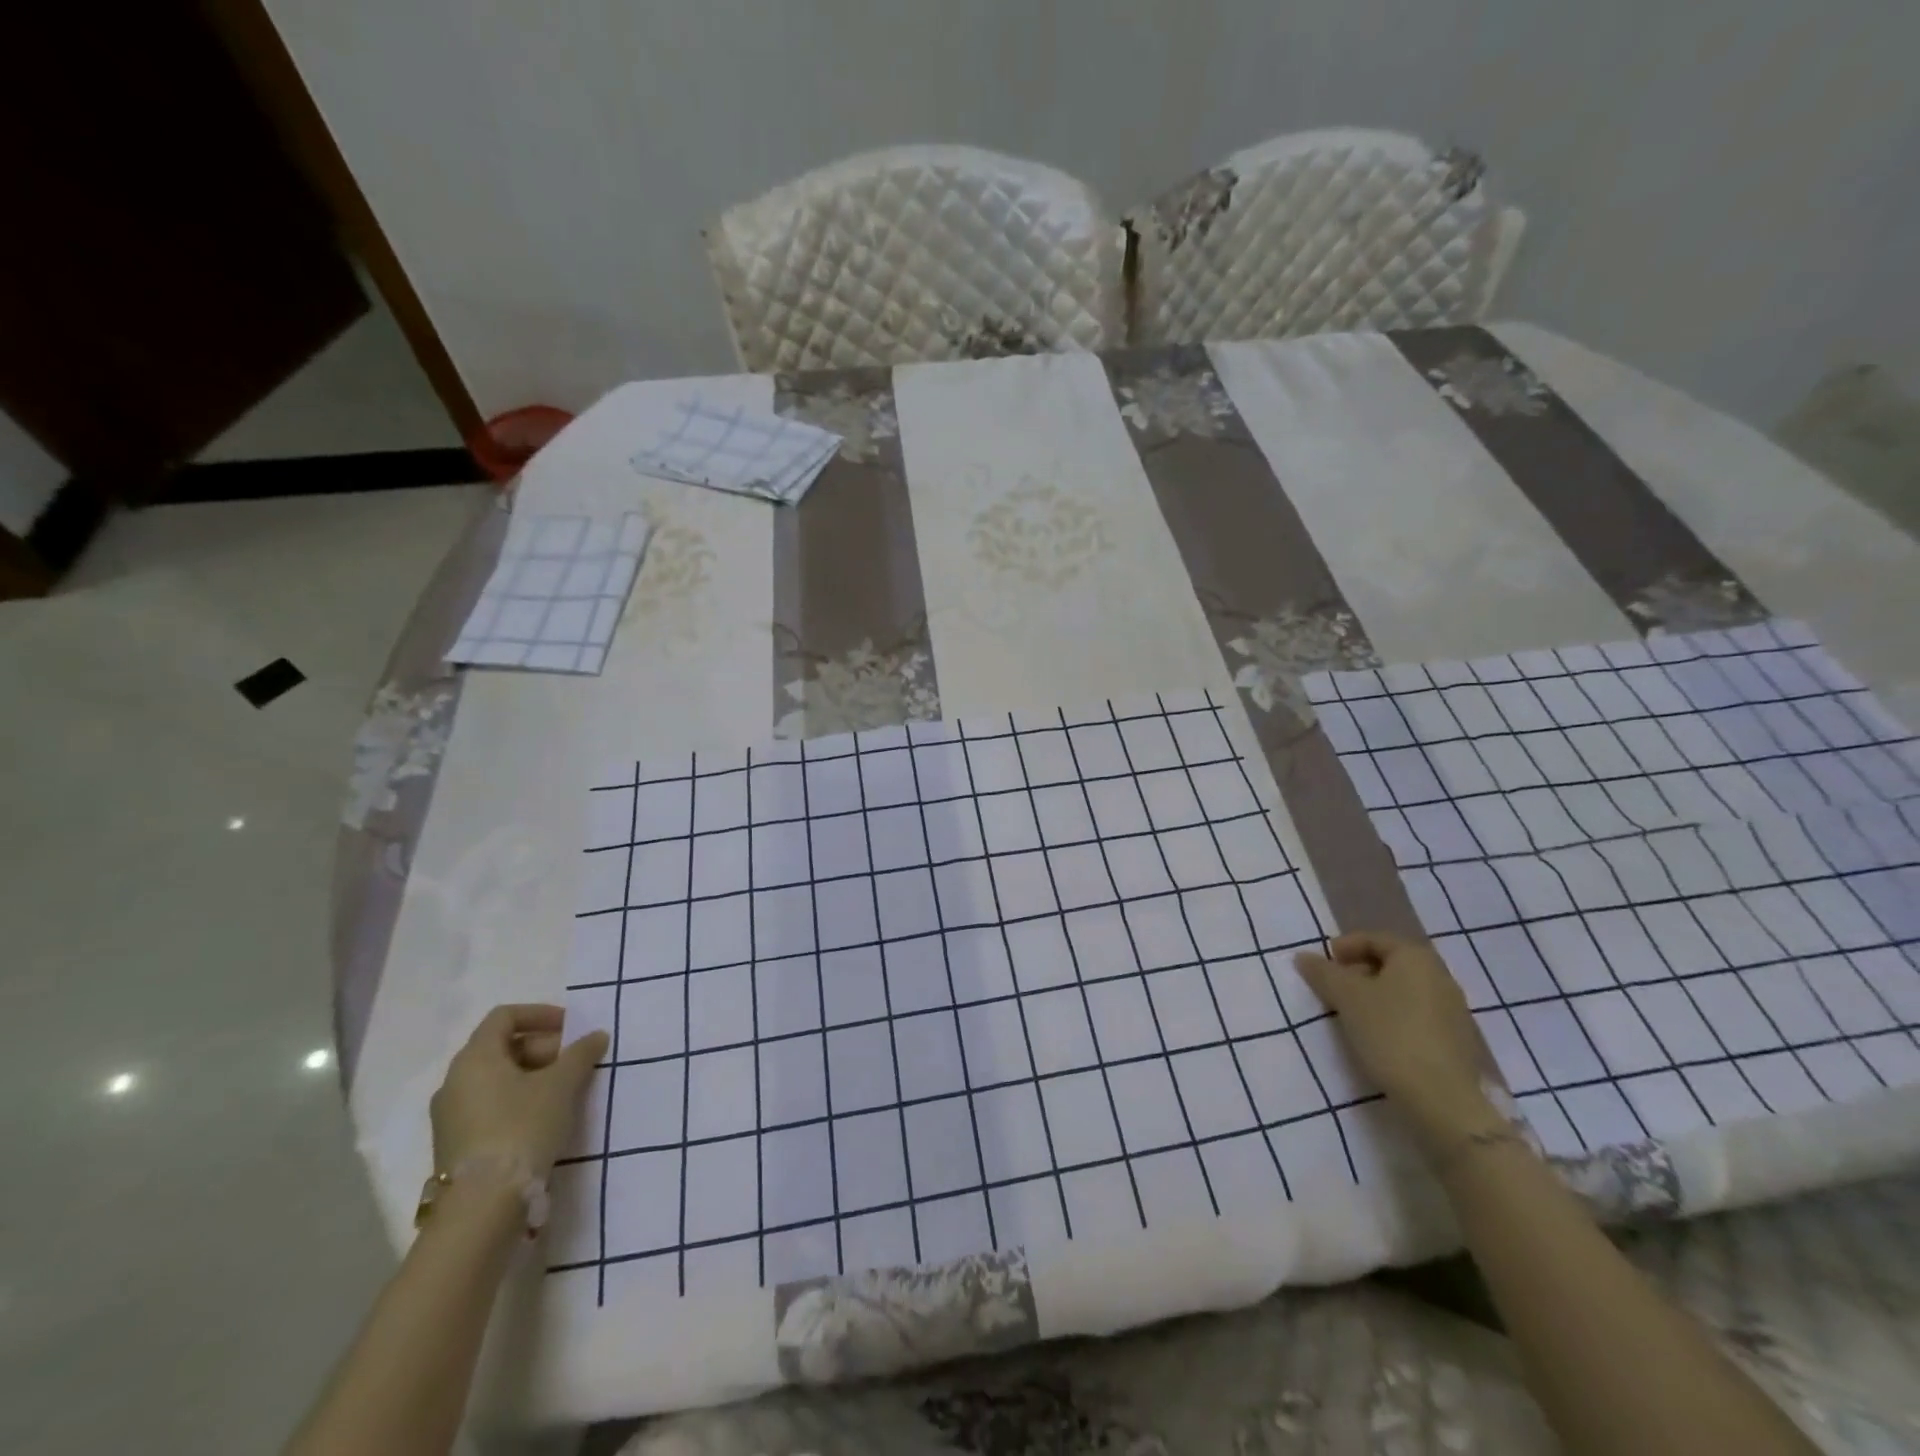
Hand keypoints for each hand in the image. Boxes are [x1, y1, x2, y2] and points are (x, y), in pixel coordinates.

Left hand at [429, 1004, 606, 1177]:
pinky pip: (490, 1104)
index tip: (572, 1027)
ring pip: (496, 1078)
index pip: (505, 1017)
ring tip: (565, 1090)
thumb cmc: (521, 1128)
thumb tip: (596, 1036)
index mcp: (475, 1058)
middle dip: (543, 1047)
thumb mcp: (561, 1085)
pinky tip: (544, 1117)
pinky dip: (518, 1099)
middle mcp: (455, 1081)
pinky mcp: (455, 1143)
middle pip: (501, 1047)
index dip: (541, 1014)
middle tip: (575, 1062)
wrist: (482, 1207)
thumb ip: (581, 1054)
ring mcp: (451, 1115)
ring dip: (533, 1075)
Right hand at [1294, 932, 1501, 1150]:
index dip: (1344, 947)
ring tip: (1351, 1015)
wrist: (1442, 1099)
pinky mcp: (1457, 1040)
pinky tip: (1378, 1037)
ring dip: (1375, 996)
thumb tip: (1304, 957)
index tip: (1323, 965)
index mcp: (1415, 957)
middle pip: (1390, 963)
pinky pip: (1416, 1014)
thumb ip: (1322, 973)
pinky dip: (1393, 1016)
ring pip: (1404, 990)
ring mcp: (1453, 1009)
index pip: (1374, 939)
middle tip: (1333, 989)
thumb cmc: (1390, 1034)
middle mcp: (1439, 976)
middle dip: (1358, 972)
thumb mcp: (1346, 998)